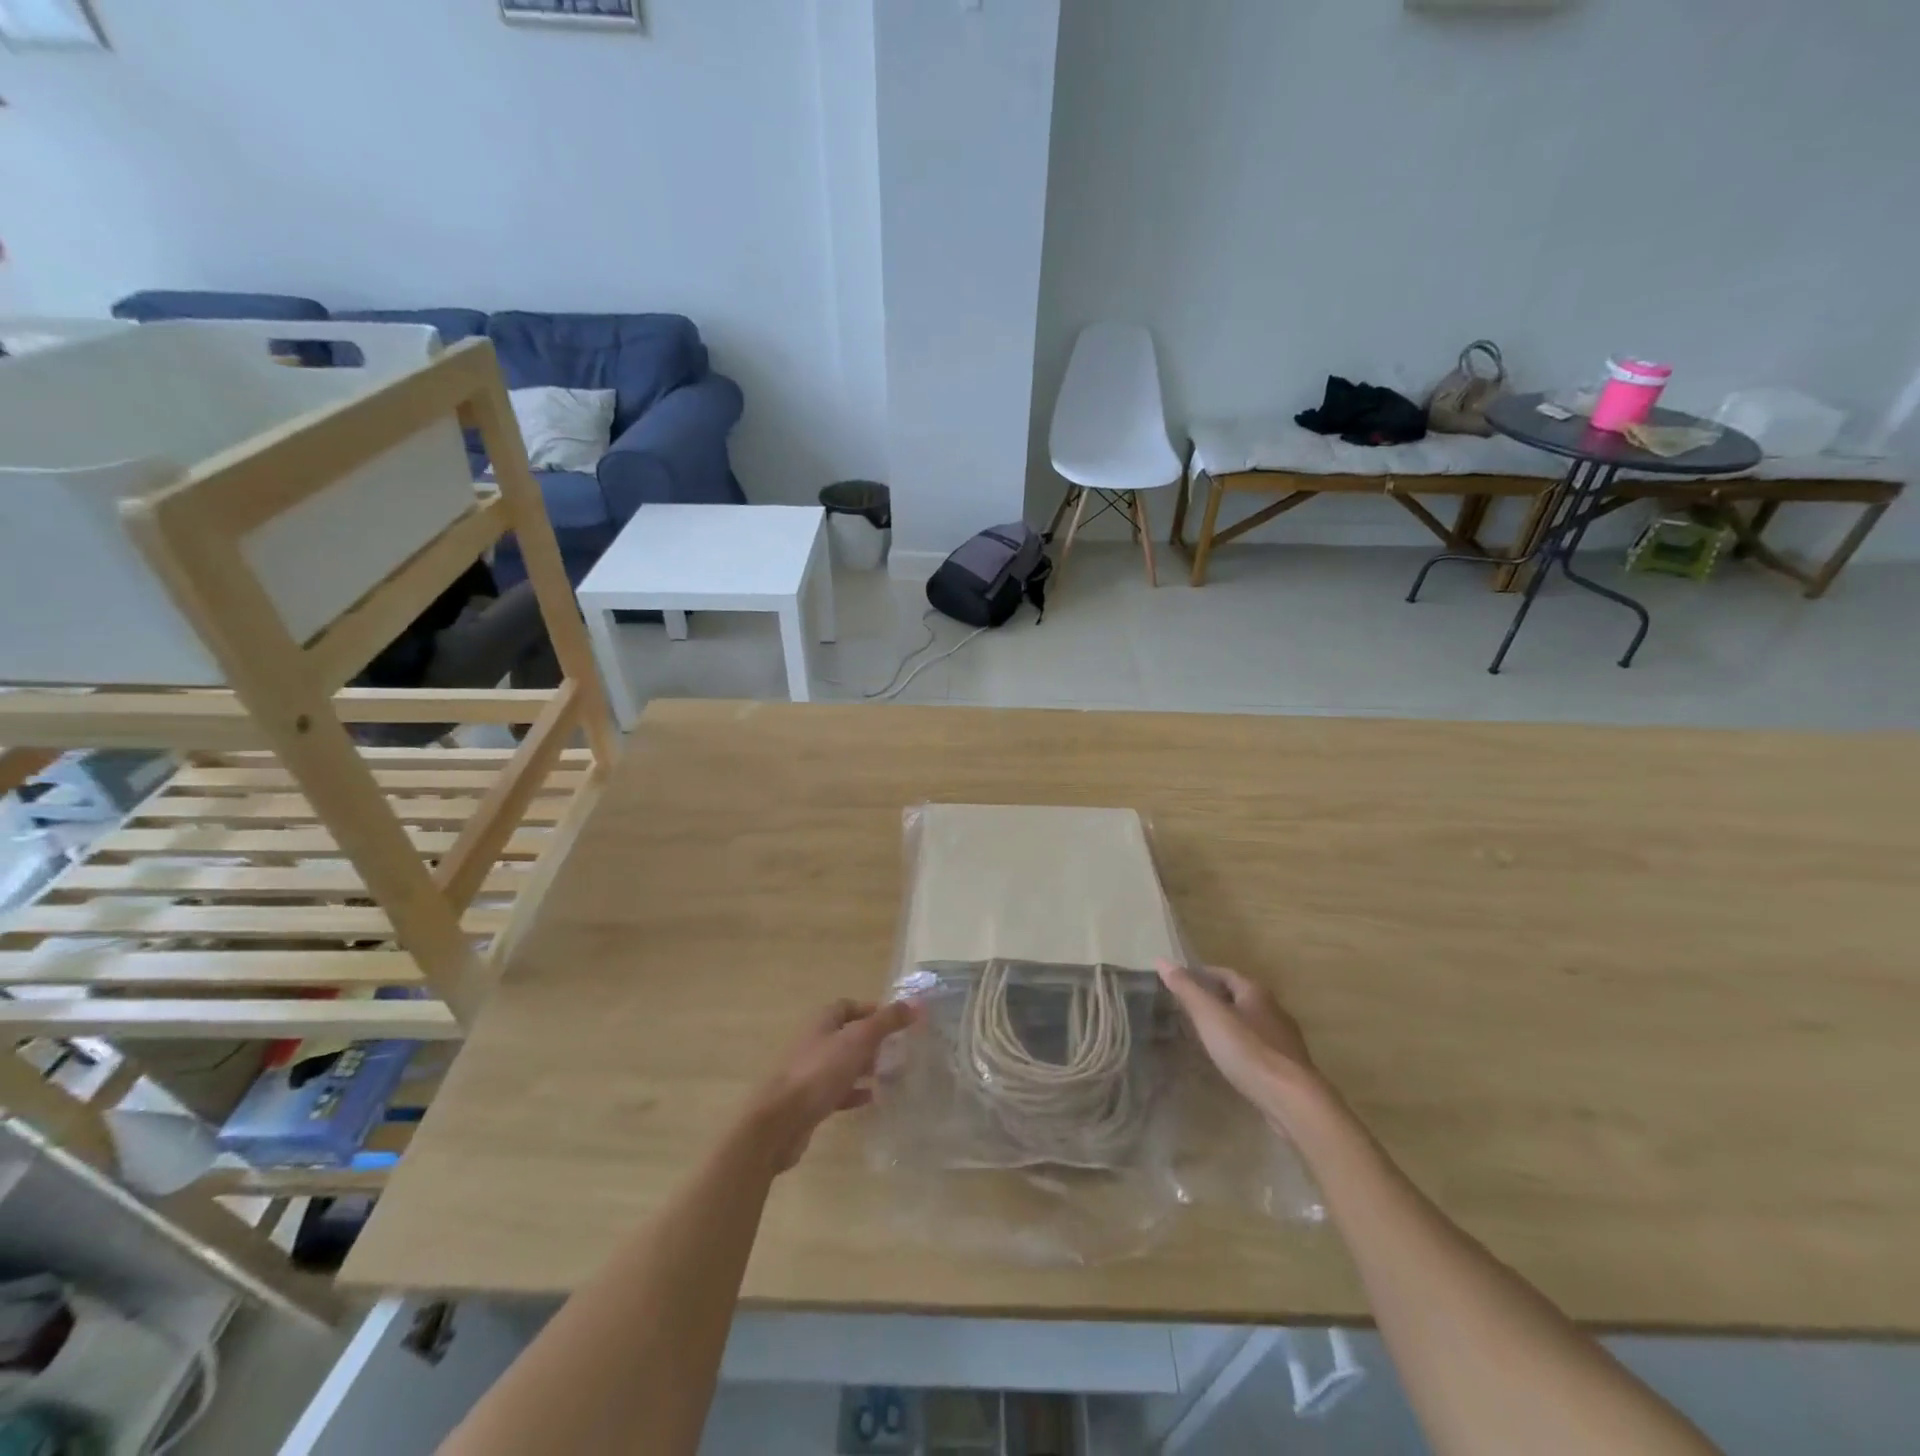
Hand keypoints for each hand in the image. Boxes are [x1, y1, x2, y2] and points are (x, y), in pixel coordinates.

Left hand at [747, 999, 917, 1172]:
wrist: (780, 1122)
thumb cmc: (819, 1072)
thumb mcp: (858, 1040)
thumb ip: (887, 1021)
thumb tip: (917, 1004)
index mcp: (822, 1022)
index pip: (848, 1006)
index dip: (871, 1010)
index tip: (896, 1021)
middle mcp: (815, 1042)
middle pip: (846, 1034)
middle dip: (872, 1040)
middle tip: (898, 1049)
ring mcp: (810, 1073)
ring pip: (843, 1063)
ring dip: (865, 1067)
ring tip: (892, 1074)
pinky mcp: (810, 1101)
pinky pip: (837, 1091)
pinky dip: (854, 1092)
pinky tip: (872, 1099)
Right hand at [1157, 960, 1321, 1122]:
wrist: (1291, 1099)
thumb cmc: (1247, 1050)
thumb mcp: (1209, 1015)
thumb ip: (1186, 988)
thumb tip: (1162, 960)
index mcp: (1255, 992)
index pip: (1224, 973)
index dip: (1202, 974)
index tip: (1181, 981)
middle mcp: (1273, 1010)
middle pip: (1238, 996)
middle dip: (1214, 998)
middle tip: (1187, 1007)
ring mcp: (1282, 1039)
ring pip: (1249, 1022)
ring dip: (1228, 1023)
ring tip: (1204, 1033)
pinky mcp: (1286, 1066)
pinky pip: (1257, 1046)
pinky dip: (1239, 1046)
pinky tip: (1228, 1059)